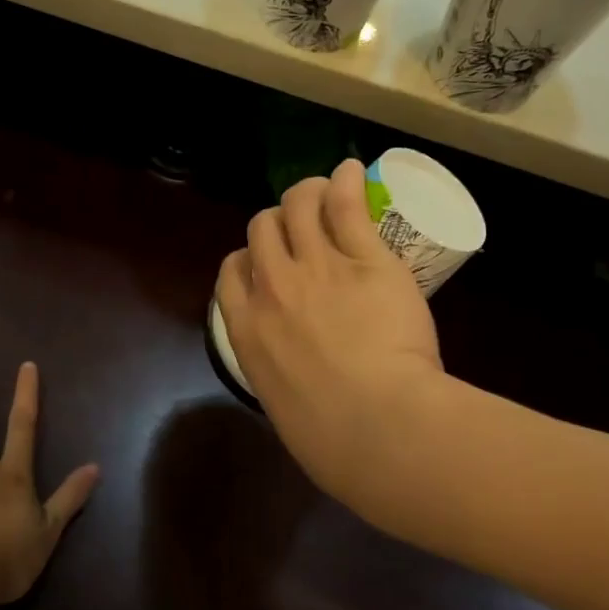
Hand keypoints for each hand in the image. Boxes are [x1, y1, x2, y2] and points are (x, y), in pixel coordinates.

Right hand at [216, 159, 443, 501]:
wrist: (377, 427)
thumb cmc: (330, 439)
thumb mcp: (285, 408)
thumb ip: (283, 376)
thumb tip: (299, 380)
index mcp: (246, 328)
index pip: (231, 271)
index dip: (247, 258)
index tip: (265, 263)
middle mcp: (273, 287)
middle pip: (261, 229)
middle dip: (275, 223)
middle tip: (299, 226)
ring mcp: (317, 267)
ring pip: (298, 207)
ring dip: (305, 193)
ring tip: (322, 189)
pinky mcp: (364, 258)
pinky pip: (345, 206)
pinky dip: (344, 182)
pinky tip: (350, 170)